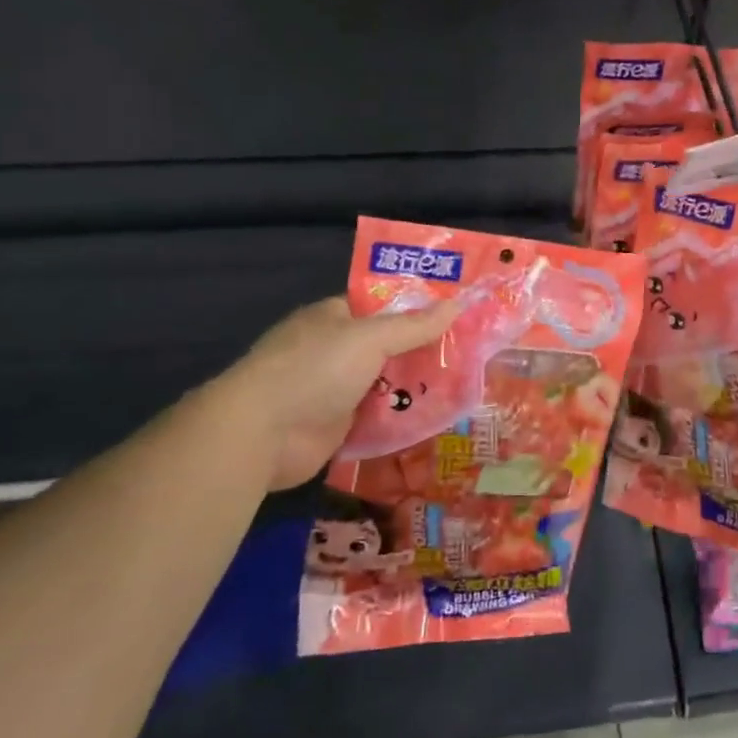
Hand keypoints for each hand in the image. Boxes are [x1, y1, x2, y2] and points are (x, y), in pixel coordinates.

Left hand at [214, 296, 458, 490]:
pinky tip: (440, 416)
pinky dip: (403, 417)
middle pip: (389, 345)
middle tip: (473, 351)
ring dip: (418, 386)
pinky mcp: (339, 425)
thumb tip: (457, 303)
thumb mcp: (370, 338)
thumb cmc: (315, 369)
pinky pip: (380, 416)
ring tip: (467, 384)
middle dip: (425, 350)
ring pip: (388, 382)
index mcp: (334, 317)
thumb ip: (414, 326)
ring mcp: (335, 389)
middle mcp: (334, 350)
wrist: (263, 433)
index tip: (457, 311)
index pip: (381, 305)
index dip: (417, 307)